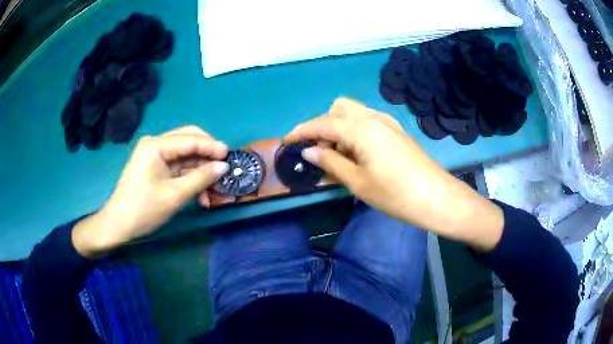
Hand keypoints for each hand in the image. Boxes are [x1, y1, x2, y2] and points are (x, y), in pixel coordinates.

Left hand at [73, 126, 228, 257]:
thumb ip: (200, 178)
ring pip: (185, 155)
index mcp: (156, 145)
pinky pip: (177, 166)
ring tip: (213, 188)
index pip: (190, 140)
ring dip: (199, 170)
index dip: (212, 147)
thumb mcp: (175, 195)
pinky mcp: (155, 166)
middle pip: (188, 140)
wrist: (119, 224)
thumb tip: (224, 166)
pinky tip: (200, 194)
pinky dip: (190, 177)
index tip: (231, 156)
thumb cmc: (144, 209)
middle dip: (207, 154)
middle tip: (223, 167)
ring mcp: (154, 155)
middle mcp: (155, 144)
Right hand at [285, 98, 503, 250]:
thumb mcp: (357, 182)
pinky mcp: (395, 130)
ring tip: (339, 155)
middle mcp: (373, 117)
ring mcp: (387, 121)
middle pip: (338, 108)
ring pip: (354, 112)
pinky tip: (358, 153)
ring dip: (339, 127)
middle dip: (323, 124)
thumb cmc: (395, 194)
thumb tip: (309, 151)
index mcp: (361, 128)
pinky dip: (354, 130)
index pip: (323, 123)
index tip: (287, 141)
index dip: (302, 131)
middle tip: (320, 151)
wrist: (435, 197)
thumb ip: (330, 162)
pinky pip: (367, 121)